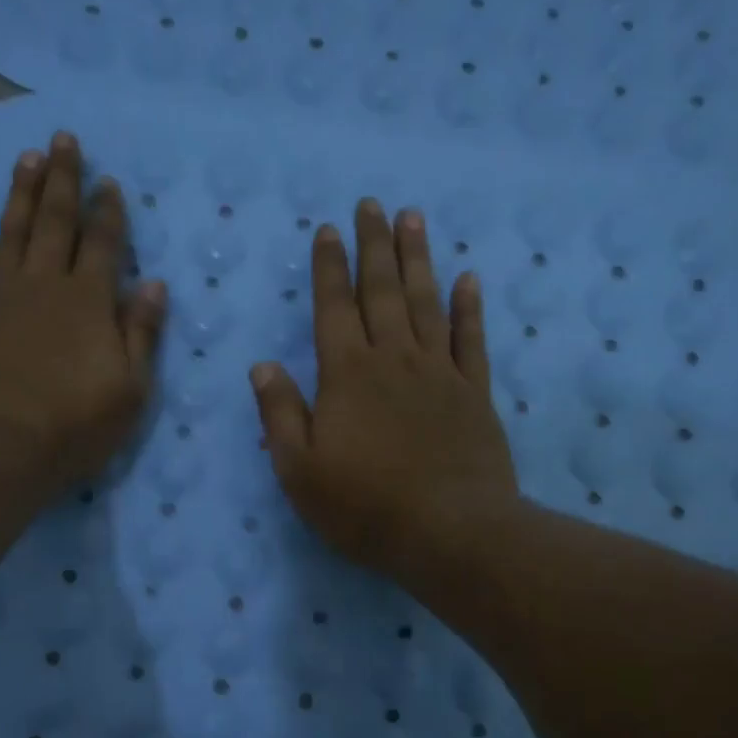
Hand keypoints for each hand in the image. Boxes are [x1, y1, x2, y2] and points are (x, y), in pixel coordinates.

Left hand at [0, 132, 165, 502]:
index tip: (110, 182)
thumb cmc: (74, 427)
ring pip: (9, 232)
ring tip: (26, 157)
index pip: (103, 244)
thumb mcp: (130, 390)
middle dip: (63, 180)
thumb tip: (153, 284)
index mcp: (88, 302)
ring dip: (19, 193)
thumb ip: (141, 334)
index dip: (109, 212)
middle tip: (64, 140)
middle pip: (55, 223)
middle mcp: (42, 285)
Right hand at [250, 200, 518, 588]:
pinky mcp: (474, 394)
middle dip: (374, 246)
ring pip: (426, 303)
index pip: (333, 309)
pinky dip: (469, 307)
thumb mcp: (301, 472)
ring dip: (417, 259)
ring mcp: (439, 374)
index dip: (329, 268)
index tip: (328, 230)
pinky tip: (467, 279)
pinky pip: (471, 340)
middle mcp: (393, 361)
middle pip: (381, 292)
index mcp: (346, 376)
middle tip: (373, 205)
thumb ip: (281, 415)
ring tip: (413, 219)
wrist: (450, 532)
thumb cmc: (365, 507)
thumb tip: (263, 366)